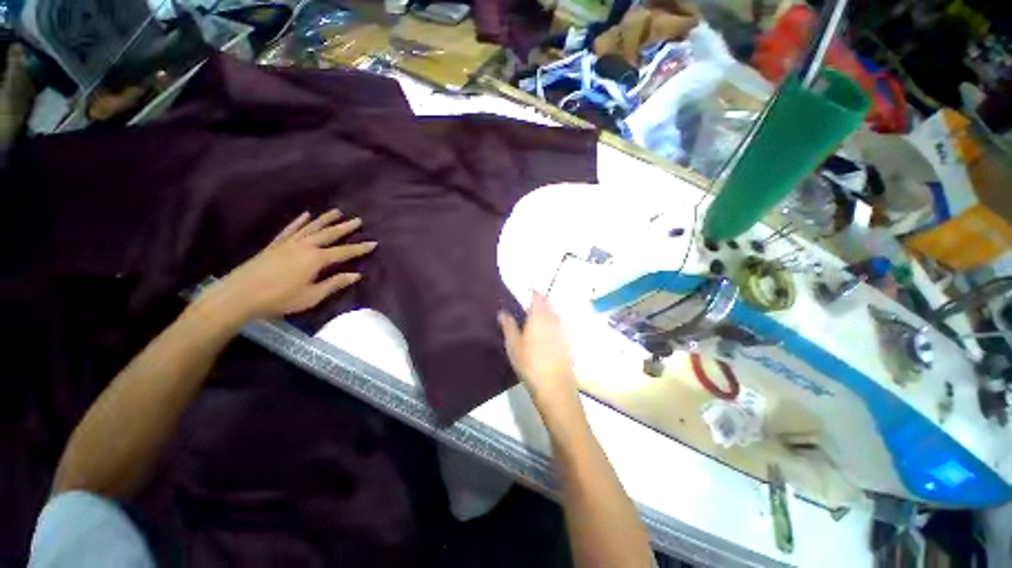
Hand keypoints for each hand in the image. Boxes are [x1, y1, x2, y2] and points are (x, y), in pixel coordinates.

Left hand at [197, 210, 375, 324]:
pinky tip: (306, 215)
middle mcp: (305, 246)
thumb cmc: (279, 298)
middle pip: (329, 234)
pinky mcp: (275, 244)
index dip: (360, 248)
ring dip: (325, 219)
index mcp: (316, 259)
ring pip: (311, 227)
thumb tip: (356, 275)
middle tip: (358, 220)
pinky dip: (300, 221)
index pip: (344, 252)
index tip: (373, 243)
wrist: (239, 295)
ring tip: (337, 211)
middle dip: (345, 227)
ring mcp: (289, 243)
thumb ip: (334, 283)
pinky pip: (291, 229)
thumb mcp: (312, 296)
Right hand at [498, 293, 579, 412]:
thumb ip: (508, 326)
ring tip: (536, 318)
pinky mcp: (567, 342)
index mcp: (539, 317)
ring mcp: (562, 331)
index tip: (526, 292)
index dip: (532, 292)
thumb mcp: (513, 345)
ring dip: (546, 313)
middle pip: (548, 305)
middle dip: (539, 302)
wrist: (554, 386)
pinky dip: (552, 324)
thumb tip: (502, 312)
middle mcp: (553, 320)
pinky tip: (546, 334)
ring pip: (554, 315)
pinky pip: (559, 326)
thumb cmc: (530, 363)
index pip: (538, 297)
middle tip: (528, 305)